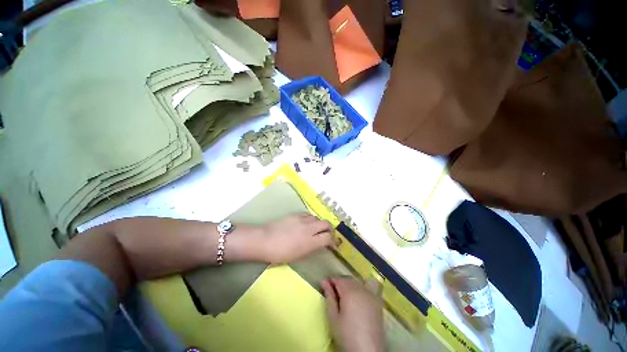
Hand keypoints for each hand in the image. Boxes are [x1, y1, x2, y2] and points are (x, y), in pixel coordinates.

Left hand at [261, 214, 333, 263]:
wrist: (264, 240)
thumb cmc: (279, 254)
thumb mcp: (298, 256)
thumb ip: (311, 248)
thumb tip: (318, 244)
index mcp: (310, 242)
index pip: (328, 238)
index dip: (332, 241)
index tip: (332, 244)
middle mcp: (309, 228)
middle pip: (326, 223)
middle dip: (329, 229)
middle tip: (326, 234)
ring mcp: (302, 220)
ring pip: (317, 217)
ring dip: (319, 223)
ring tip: (315, 228)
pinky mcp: (295, 215)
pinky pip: (308, 215)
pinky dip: (310, 219)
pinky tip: (305, 223)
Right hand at [321, 277, 384, 351]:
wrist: (367, 351)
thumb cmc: (347, 335)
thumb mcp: (333, 318)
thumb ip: (329, 297)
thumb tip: (324, 281)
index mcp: (349, 291)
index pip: (338, 279)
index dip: (330, 281)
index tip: (324, 285)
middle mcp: (361, 289)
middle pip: (347, 279)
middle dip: (339, 283)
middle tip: (332, 293)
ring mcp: (371, 294)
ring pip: (357, 282)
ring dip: (349, 285)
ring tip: (344, 295)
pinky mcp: (378, 301)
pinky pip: (371, 286)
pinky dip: (364, 285)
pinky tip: (360, 295)